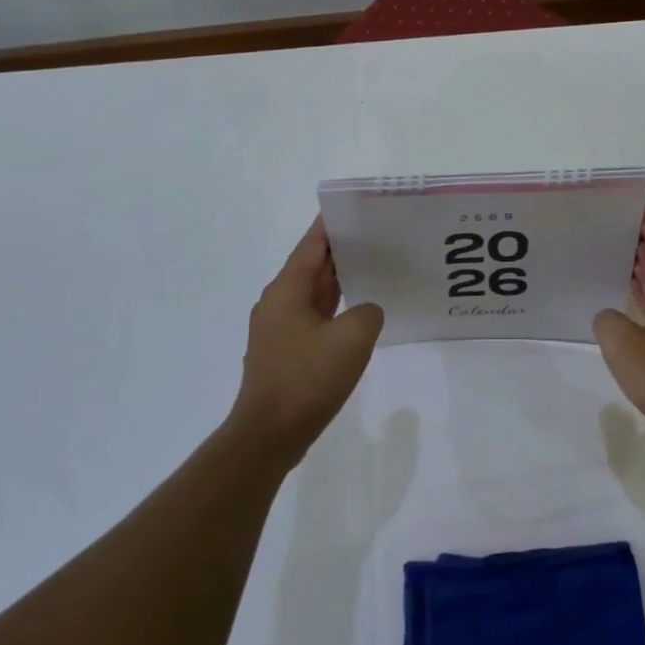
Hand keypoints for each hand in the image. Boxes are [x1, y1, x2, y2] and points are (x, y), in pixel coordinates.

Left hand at [230, 219, 383, 464]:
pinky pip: (313, 318)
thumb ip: (368, 313)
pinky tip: (357, 313)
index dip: (331, 225)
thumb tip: (365, 312)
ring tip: (373, 267)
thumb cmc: (307, 379)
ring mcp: (279, 329)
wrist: (269, 435)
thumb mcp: (352, 339)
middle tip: (376, 236)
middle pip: (312, 266)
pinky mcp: (285, 352)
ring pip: (313, 293)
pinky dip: (334, 308)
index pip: (311, 245)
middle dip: (341, 250)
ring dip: (339, 280)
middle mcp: (277, 303)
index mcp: (286, 291)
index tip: (355, 208)